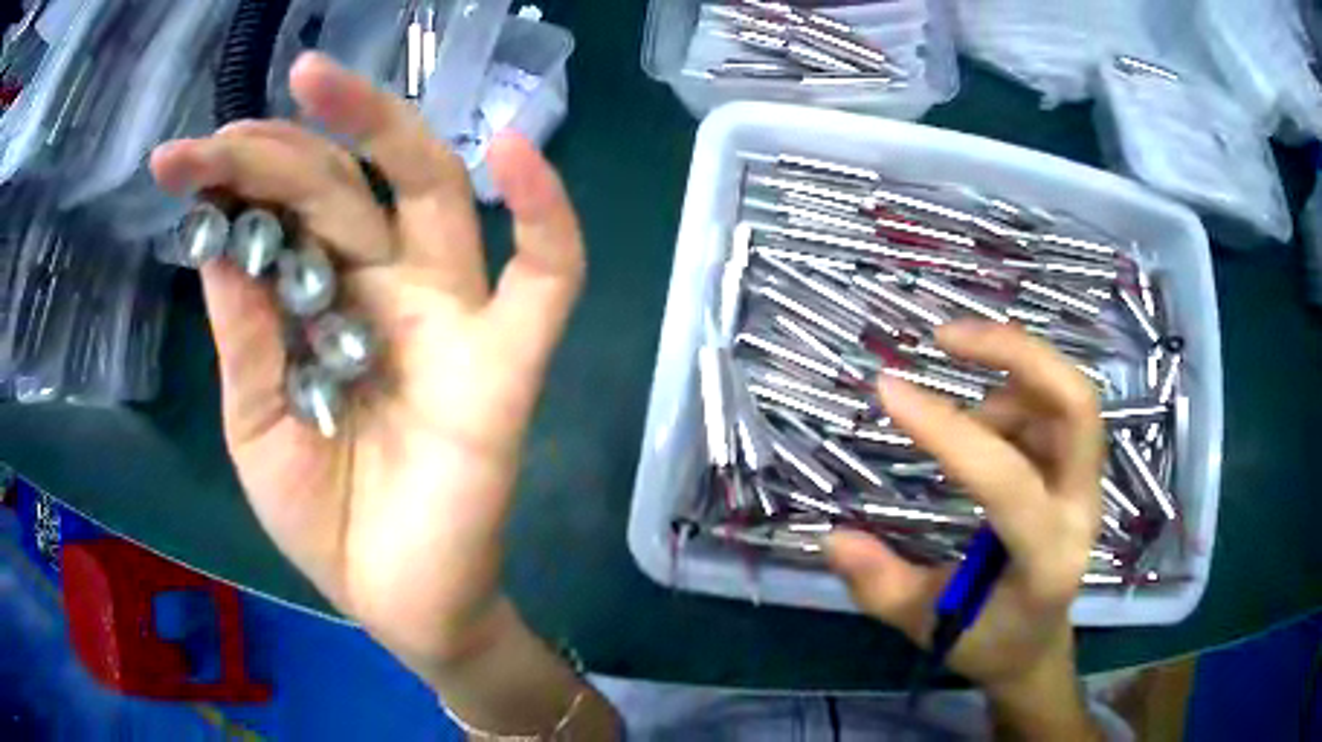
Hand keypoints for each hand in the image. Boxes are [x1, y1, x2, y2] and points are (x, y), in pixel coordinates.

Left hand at [149, 53, 584, 677]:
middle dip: (283, 145)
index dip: (233, 180)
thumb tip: (216, 241)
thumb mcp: (255, 428)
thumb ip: (244, 338)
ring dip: (382, 130)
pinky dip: (548, 215)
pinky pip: (550, 277)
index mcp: (322, 306)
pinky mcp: (507, 363)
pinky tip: (515, 154)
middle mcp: (385, 289)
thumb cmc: (323, 522)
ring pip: (431, 194)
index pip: (283, 213)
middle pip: (346, 185)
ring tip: (318, 83)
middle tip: (221, 130)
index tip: (176, 162)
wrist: (397, 603)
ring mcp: (450, 317)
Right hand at [826, 321, 1103, 696]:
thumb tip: (834, 538)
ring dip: (1009, 379)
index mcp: (1046, 561)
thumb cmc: (987, 641)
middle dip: (1015, 354)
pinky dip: (1015, 395)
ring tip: (964, 417)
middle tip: (946, 338)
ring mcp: (1087, 485)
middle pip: (1075, 405)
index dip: (946, 431)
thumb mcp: (925, 627)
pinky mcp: (1080, 470)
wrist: (1038, 647)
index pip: (1007, 481)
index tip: (887, 389)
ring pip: (1066, 396)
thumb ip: (880, 586)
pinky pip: (1054, 406)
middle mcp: (1081, 511)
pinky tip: (985, 428)